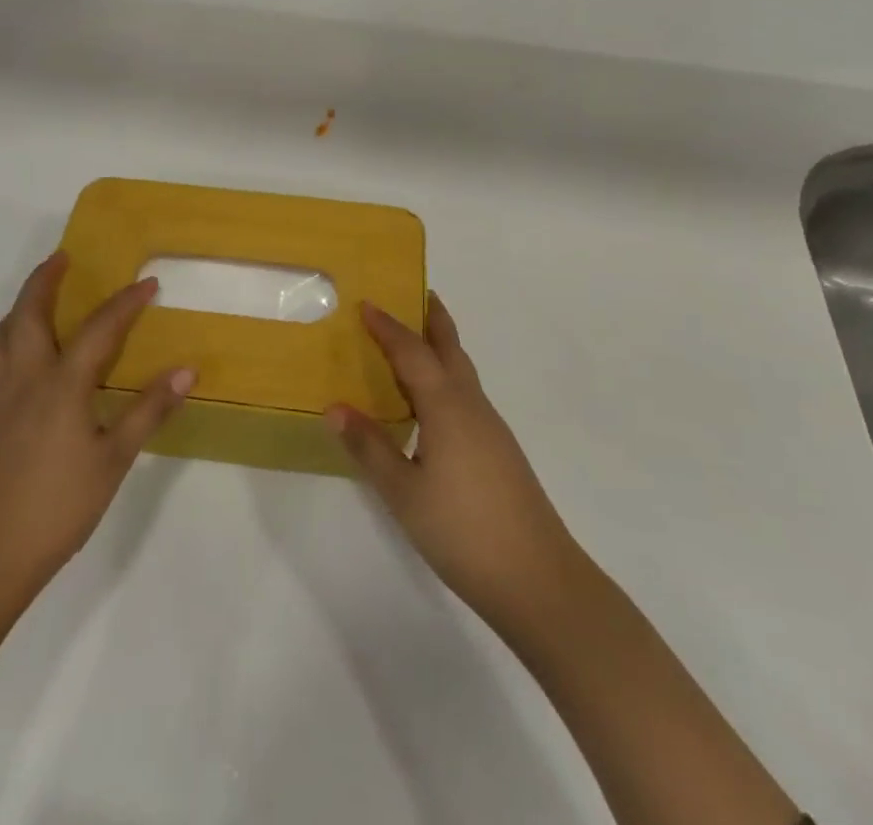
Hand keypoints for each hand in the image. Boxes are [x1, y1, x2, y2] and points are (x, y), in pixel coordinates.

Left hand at [0, 253, 193, 606]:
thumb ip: (149, 411)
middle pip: (29, 314)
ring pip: (0, 337)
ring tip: (33, 300)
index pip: (100, 329)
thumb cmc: (59, 507)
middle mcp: (25, 380)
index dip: (126, 303)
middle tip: (62, 258)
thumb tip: (186, 370)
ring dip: (17, 310)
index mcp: (63, 384)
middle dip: (45, 280)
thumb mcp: (114, 460)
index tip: (149, 283)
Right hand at [326, 295, 585, 632]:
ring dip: (440, 348)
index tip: (367, 303)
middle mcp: (472, 405)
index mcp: (446, 406)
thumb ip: (369, 447)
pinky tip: (432, 404)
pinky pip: (466, 395)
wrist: (538, 579)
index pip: (412, 352)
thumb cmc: (463, 530)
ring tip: (413, 344)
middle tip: (413, 294)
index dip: (388, 326)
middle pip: (450, 348)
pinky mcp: (499, 450)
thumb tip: (335, 407)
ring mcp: (491, 428)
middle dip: (432, 319)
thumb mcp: (403, 492)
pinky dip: (446, 378)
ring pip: (462, 371)